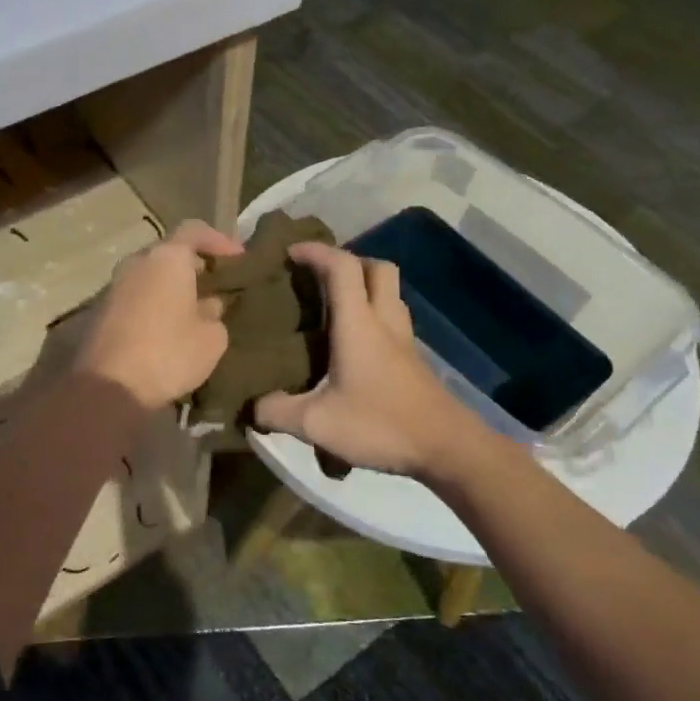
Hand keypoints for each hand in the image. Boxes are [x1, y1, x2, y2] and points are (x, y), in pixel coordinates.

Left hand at [77, 219, 243, 411]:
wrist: (109, 386)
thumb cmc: (169, 353)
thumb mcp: (212, 338)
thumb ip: (215, 313)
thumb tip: (207, 306)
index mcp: (167, 258)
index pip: (195, 230)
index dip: (220, 240)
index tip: (239, 259)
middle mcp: (137, 262)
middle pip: (170, 252)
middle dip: (195, 265)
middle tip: (218, 285)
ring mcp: (115, 285)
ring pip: (151, 275)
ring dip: (173, 286)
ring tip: (196, 309)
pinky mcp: (102, 310)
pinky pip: (137, 295)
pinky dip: (155, 302)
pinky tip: (170, 327)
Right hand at [254, 243, 488, 480]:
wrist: (447, 449)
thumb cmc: (381, 425)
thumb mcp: (316, 424)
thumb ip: (277, 412)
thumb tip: (251, 407)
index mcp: (359, 324)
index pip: (342, 267)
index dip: (316, 251)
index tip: (290, 253)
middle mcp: (384, 322)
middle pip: (376, 268)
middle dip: (347, 261)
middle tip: (318, 277)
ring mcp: (404, 340)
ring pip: (389, 293)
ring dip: (363, 287)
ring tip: (332, 307)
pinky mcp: (413, 360)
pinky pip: (392, 319)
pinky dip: (372, 315)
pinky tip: (352, 344)